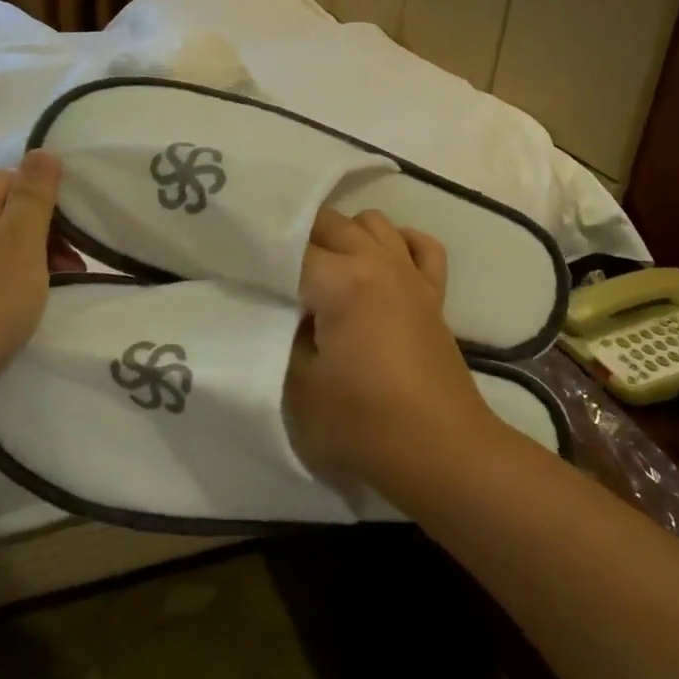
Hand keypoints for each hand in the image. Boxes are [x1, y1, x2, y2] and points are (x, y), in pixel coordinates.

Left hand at [0, 150, 75, 434]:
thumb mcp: (19, 242)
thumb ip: (34, 195)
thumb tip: (42, 150)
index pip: (11, 179)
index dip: (47, 197)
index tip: (77, 232)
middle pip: (2, 216)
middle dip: (43, 236)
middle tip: (73, 269)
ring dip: (26, 266)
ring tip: (49, 297)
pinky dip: (2, 292)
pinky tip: (12, 318)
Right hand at [284, 207, 507, 494]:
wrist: (442, 455)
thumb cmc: (363, 426)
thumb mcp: (298, 386)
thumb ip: (283, 335)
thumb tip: (285, 309)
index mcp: (341, 282)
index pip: (289, 247)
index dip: (259, 255)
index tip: (237, 269)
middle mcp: (378, 263)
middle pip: (329, 222)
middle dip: (295, 239)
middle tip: (271, 273)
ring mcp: (410, 275)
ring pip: (372, 222)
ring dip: (344, 235)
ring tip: (322, 269)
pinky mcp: (434, 295)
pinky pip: (419, 245)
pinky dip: (397, 243)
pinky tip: (378, 265)